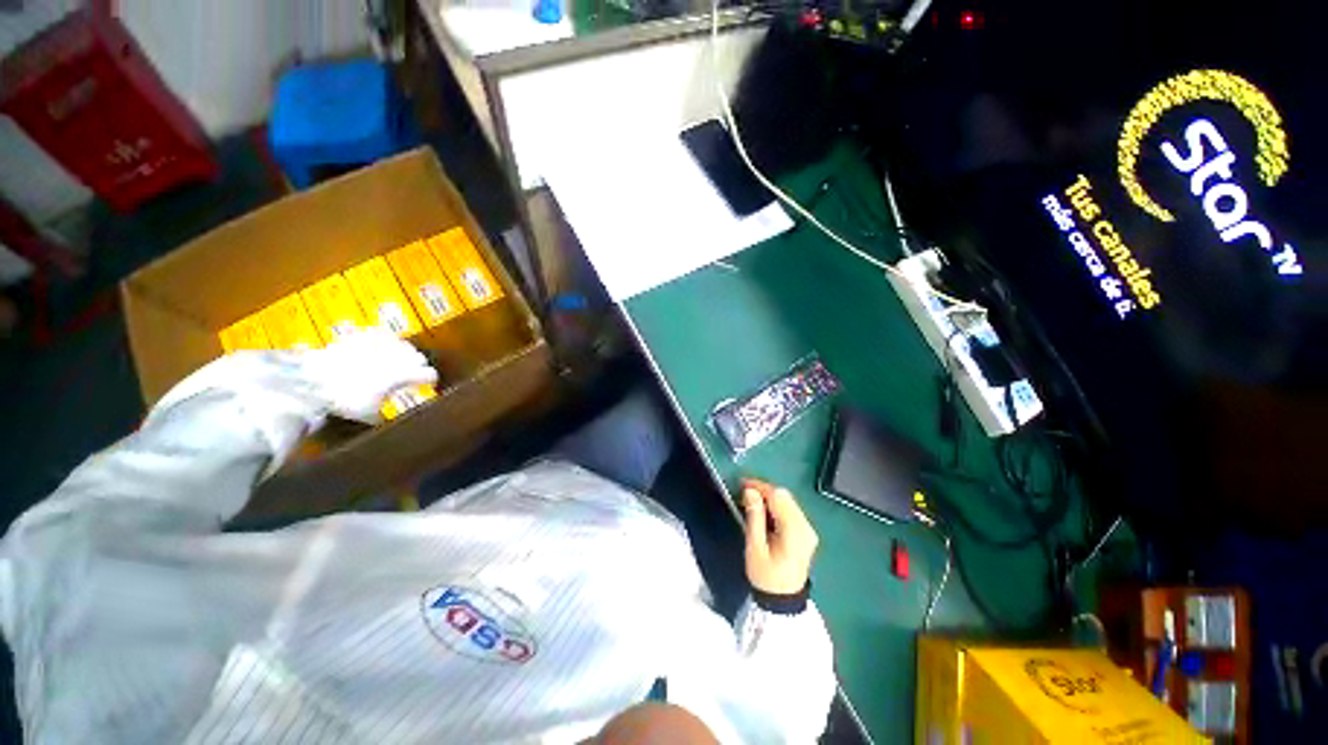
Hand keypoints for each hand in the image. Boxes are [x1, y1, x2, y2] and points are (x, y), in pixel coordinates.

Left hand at [303, 329, 437, 422]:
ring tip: (400, 358)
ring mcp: (378, 345)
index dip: (431, 380)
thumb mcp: (368, 413)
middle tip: (412, 373)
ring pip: (403, 344)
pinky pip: (381, 333)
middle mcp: (396, 357)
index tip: (429, 385)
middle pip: (419, 357)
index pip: (429, 373)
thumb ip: (384, 412)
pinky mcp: (361, 336)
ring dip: (405, 352)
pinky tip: (383, 343)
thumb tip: (386, 417)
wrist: (311, 381)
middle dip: (417, 365)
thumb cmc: (345, 400)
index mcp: (403, 374)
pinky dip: (386, 339)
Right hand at [741, 479, 818, 594]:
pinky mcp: (805, 532)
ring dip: (769, 498)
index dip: (760, 487)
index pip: (779, 497)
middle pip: (785, 496)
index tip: (742, 485)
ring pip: (788, 501)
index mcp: (795, 531)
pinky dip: (776, 506)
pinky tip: (763, 512)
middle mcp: (805, 527)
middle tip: (744, 494)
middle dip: (764, 491)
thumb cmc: (766, 577)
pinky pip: (790, 510)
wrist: (783, 601)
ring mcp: (808, 529)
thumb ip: (754, 517)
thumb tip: (750, 492)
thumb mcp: (755, 547)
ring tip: (751, 502)